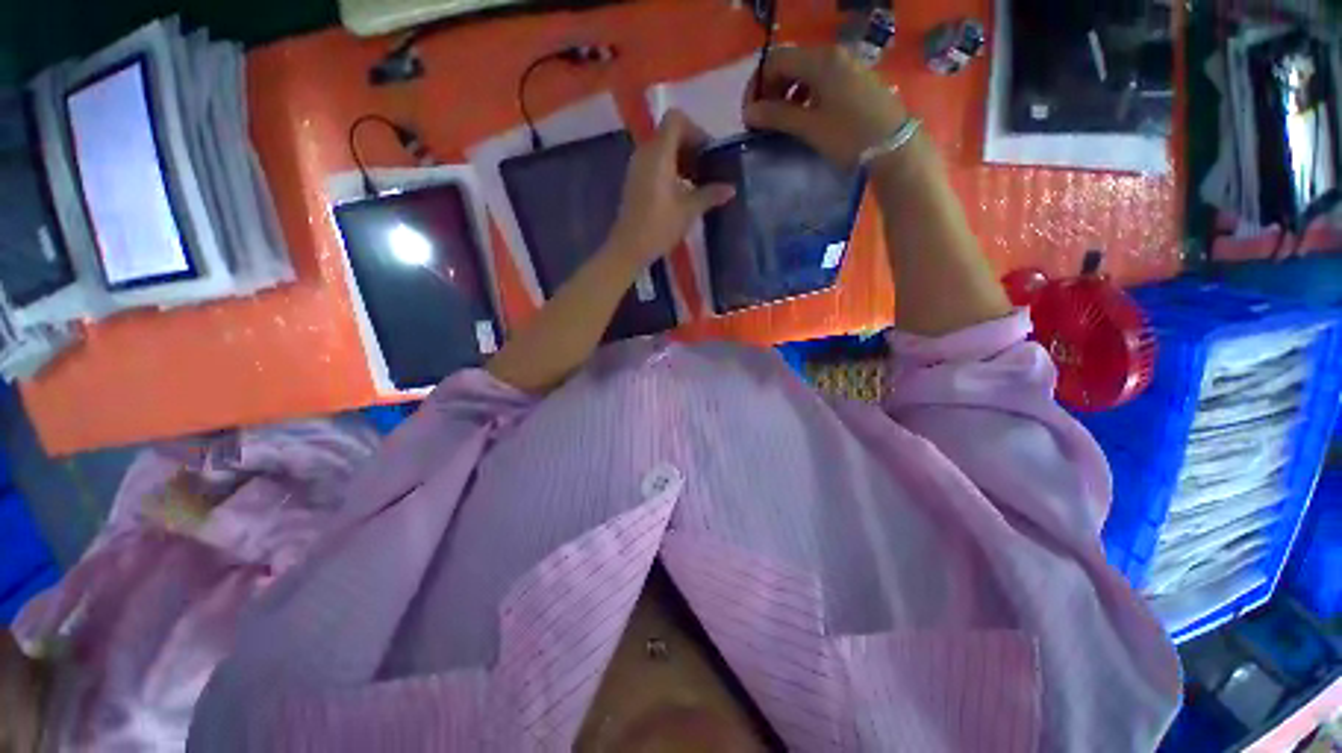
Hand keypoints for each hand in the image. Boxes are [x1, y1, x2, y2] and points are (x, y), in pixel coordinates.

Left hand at [606, 110, 735, 266]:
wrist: (628, 248)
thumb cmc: (659, 226)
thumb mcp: (689, 210)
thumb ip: (710, 194)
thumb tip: (731, 188)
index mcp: (658, 153)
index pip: (676, 119)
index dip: (695, 130)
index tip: (708, 153)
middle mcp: (645, 153)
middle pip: (670, 133)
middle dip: (691, 146)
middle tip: (708, 169)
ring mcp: (637, 167)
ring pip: (662, 149)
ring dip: (682, 159)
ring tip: (697, 183)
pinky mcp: (635, 181)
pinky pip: (654, 163)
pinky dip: (670, 169)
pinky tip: (682, 192)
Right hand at [743, 46, 908, 166]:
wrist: (894, 147)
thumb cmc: (849, 136)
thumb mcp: (809, 127)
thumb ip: (777, 116)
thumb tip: (749, 112)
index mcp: (820, 60)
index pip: (775, 61)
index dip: (757, 86)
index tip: (750, 116)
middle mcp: (833, 55)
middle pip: (790, 64)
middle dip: (771, 91)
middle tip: (763, 122)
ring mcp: (847, 67)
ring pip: (805, 74)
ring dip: (787, 96)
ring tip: (781, 124)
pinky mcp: (855, 82)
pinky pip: (821, 82)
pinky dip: (805, 98)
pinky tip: (804, 120)